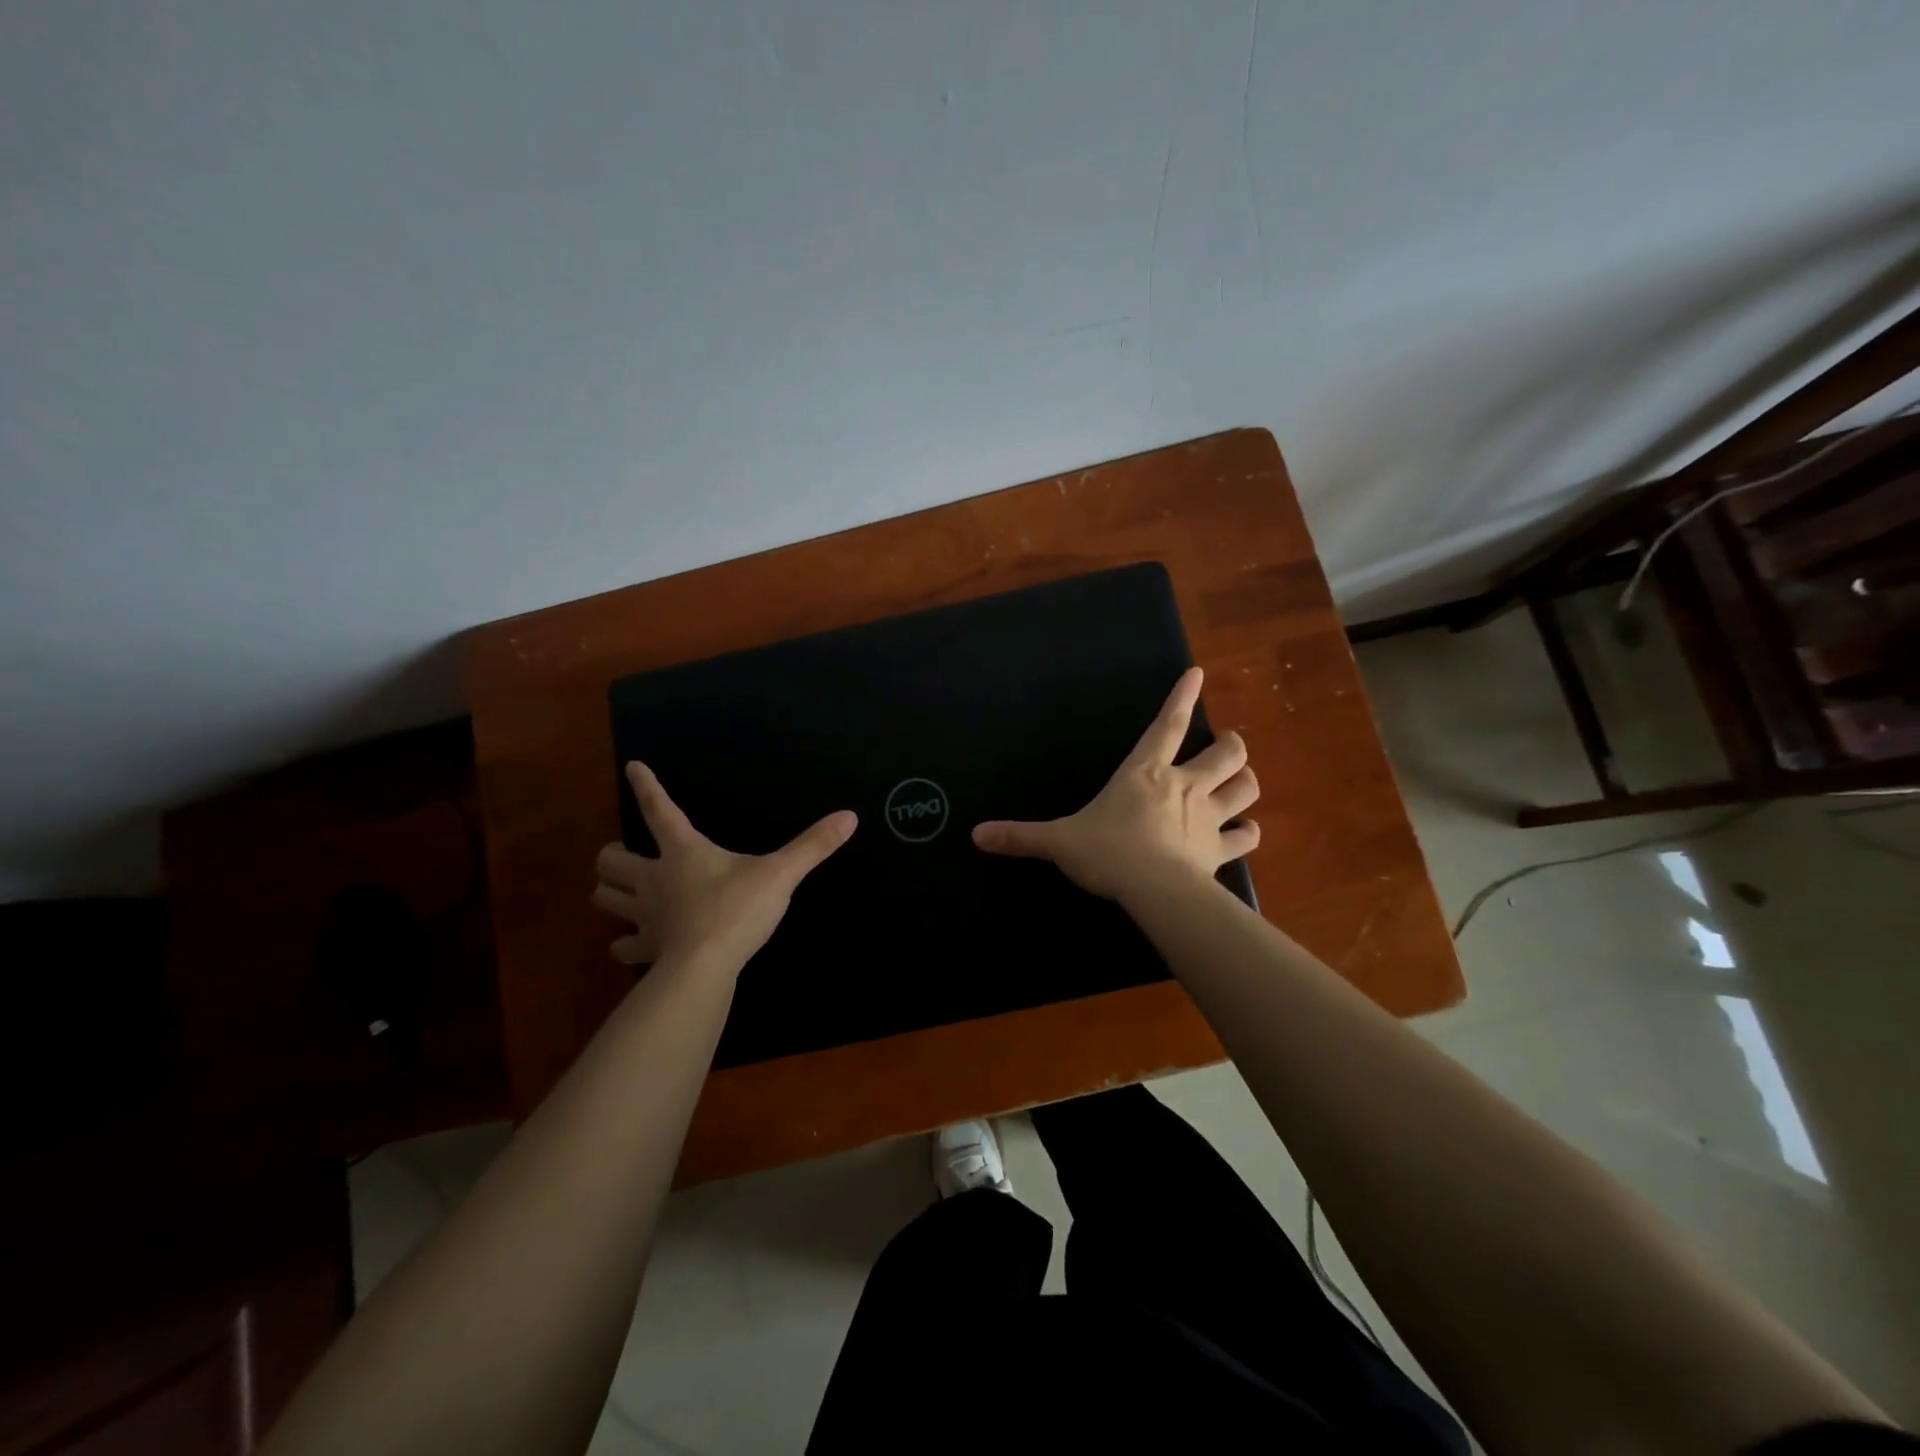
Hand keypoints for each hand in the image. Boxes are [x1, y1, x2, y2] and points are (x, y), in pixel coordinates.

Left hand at [592, 762, 856, 969]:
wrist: (706, 968)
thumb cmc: (738, 910)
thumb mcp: (781, 874)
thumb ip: (814, 846)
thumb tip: (849, 816)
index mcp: (684, 852)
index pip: (659, 810)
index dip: (646, 786)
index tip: (632, 766)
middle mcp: (655, 879)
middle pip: (611, 860)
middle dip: (613, 856)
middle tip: (626, 855)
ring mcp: (645, 916)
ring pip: (605, 899)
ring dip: (610, 893)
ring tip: (622, 892)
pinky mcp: (646, 949)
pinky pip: (623, 946)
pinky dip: (624, 944)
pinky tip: (632, 944)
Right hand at [971, 666, 1257, 901]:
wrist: (1153, 890)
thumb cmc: (1107, 852)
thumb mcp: (1058, 841)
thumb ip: (1021, 837)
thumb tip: (977, 835)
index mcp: (1145, 772)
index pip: (1167, 725)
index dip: (1182, 697)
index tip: (1198, 674)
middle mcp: (1184, 786)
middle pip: (1225, 753)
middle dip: (1231, 745)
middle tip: (1228, 745)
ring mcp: (1208, 817)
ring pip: (1245, 788)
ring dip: (1246, 781)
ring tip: (1242, 781)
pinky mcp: (1219, 850)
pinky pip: (1245, 837)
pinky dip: (1248, 832)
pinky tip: (1246, 832)